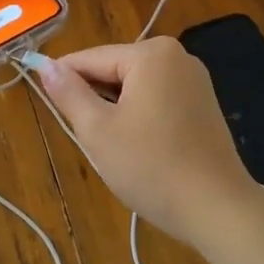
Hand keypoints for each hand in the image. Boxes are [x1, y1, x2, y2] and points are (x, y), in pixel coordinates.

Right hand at [37, 37, 261, 248]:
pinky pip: (157, 99)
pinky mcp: (203, 103)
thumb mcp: (98, 131)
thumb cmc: (152, 167)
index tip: (46, 105)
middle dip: (95, 101)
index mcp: (150, 54)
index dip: (63, 81)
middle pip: (113, 70)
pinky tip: (141, 149)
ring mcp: (194, 79)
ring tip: (116, 149)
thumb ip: (69, 93)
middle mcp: (176, 55)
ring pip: (134, 87)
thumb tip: (45, 65)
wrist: (218, 210)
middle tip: (90, 140)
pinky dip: (140, 117)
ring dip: (116, 112)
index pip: (89, 59)